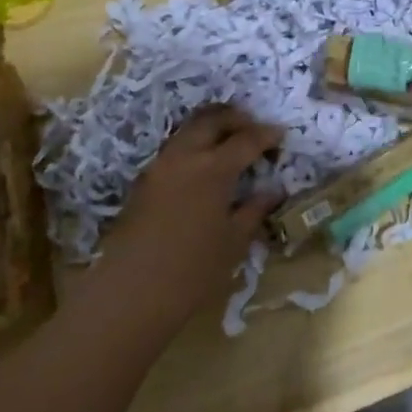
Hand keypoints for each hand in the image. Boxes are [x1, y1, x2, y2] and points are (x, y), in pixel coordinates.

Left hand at [95, 104, 283, 329]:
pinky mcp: (143, 181)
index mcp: (214, 168)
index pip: (247, 139)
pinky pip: (174, 149)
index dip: (267, 134)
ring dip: (211, 128)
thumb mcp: (234, 242)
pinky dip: (193, 146)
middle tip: (254, 130)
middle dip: (236, 118)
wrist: (130, 293)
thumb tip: (272, 191)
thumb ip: (254, 210)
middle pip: (212, 119)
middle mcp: (185, 156)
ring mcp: (159, 166)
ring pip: (189, 129)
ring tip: (229, 144)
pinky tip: (203, 168)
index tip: (281, 135)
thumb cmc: (192, 271)